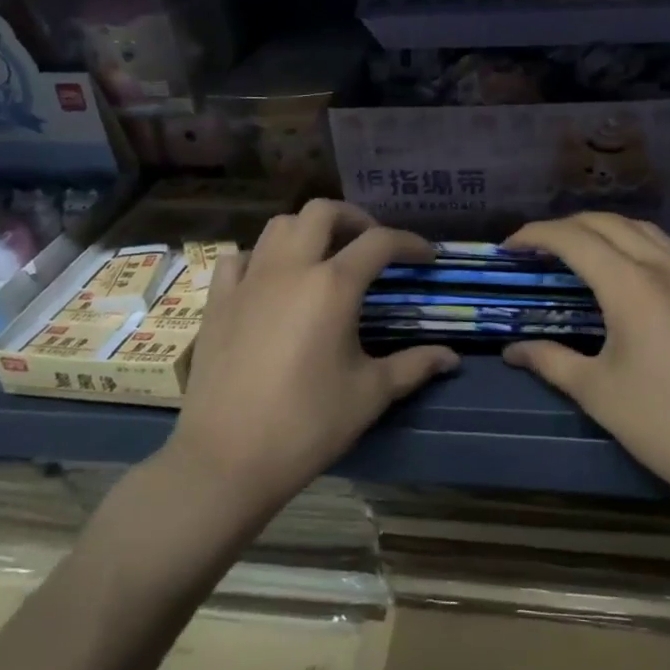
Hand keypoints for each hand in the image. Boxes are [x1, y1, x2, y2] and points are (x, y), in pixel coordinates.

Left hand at [166, 200, 457, 511]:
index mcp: (333, 286)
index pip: (379, 242)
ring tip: (325, 255)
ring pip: (279, 225)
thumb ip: (414, 366)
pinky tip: (271, 279)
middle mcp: (290, 268)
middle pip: (323, 212)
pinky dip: (261, 256)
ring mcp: (249, 280)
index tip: (426, 257)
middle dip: (354, 218)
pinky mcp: (219, 300)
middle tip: (371, 244)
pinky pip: (240, 257)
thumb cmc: (307, 425)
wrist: (227, 458)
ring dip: (308, 229)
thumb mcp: (370, 395)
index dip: (409, 242)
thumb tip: (451, 358)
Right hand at [501, 214, 669, 511]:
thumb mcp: (598, 392)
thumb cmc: (665, 423)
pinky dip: (634, 239)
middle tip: (535, 249)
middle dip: (564, 227)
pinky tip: (627, 263)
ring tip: (574, 249)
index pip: (573, 238)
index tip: (509, 247)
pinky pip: (666, 243)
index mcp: (630, 284)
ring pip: (639, 227)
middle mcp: (663, 264)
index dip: (535, 235)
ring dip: (601, 228)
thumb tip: (512, 351)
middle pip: (605, 222)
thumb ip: (550, 360)